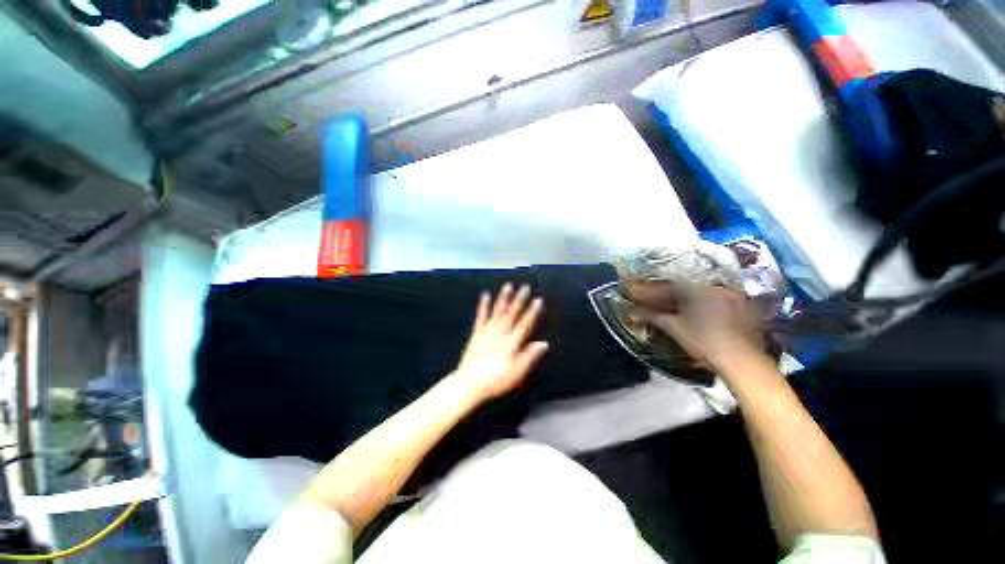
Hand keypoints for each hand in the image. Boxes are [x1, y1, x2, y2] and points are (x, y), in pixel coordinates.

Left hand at [453, 283, 548, 400]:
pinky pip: (481, 317)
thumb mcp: (517, 372)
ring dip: (503, 298)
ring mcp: (487, 332)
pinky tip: (485, 295)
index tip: (538, 300)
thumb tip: (543, 344)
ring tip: (508, 286)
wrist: (470, 383)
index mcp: (511, 343)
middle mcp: (500, 333)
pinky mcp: (477, 334)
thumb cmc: (496, 380)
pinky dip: (483, 306)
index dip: (532, 312)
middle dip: (519, 300)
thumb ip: (530, 356)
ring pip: (497, 312)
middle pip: (512, 314)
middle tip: (525, 287)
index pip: (525, 324)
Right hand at [625, 280, 761, 370]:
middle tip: (653, 303)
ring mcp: (730, 297)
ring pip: (699, 294)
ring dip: (682, 301)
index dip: (651, 291)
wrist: (740, 360)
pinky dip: (700, 305)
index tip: (639, 295)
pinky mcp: (741, 308)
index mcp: (696, 288)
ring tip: (670, 309)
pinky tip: (694, 314)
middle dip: (665, 296)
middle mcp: (714, 287)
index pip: (667, 286)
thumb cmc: (703, 341)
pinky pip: (714, 301)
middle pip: (683, 289)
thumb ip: (651, 316)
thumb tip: (632, 313)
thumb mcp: (673, 327)